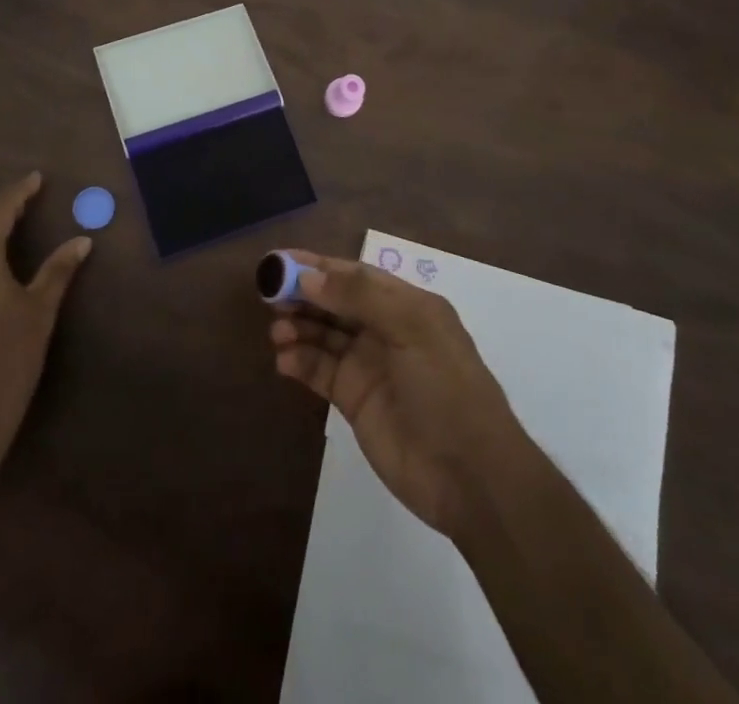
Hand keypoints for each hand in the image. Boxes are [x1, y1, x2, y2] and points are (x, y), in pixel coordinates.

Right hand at [269, 252, 533, 539]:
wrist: (471, 477)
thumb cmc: (447, 389)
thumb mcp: (412, 329)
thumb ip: (359, 297)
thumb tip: (307, 275)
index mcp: (406, 305)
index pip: (354, 274)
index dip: (317, 265)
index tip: (278, 261)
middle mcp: (385, 329)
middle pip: (333, 302)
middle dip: (301, 295)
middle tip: (267, 295)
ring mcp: (368, 365)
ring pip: (322, 335)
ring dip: (297, 328)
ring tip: (276, 332)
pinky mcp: (354, 400)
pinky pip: (319, 371)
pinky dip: (299, 362)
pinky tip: (283, 361)